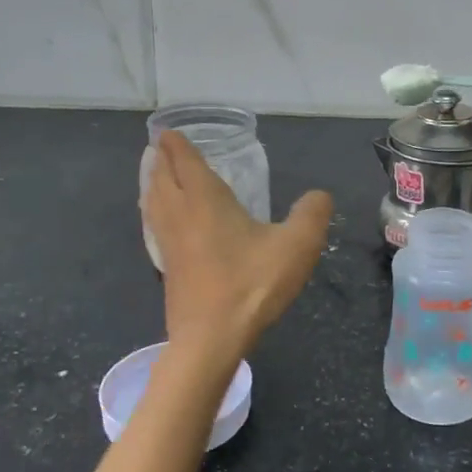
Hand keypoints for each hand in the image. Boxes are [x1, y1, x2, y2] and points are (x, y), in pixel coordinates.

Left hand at [143, 130, 332, 361]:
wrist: (211, 339)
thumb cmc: (251, 285)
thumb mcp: (297, 246)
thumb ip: (312, 214)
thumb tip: (319, 195)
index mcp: (205, 200)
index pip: (185, 162)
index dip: (176, 145)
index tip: (167, 132)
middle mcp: (180, 214)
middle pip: (161, 177)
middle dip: (161, 159)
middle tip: (161, 147)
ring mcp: (168, 242)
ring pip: (153, 201)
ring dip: (153, 183)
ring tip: (156, 175)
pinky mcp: (166, 267)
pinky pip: (154, 224)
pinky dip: (154, 210)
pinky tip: (163, 220)